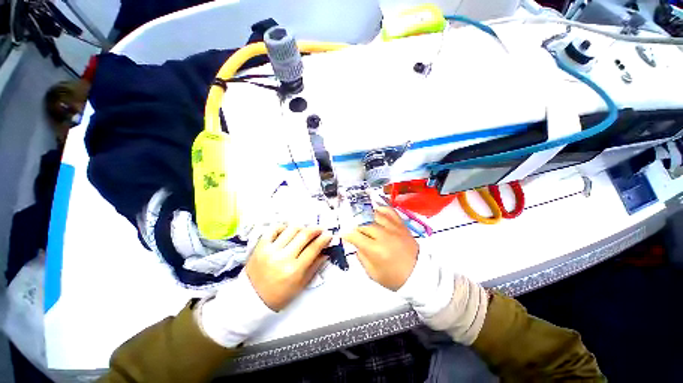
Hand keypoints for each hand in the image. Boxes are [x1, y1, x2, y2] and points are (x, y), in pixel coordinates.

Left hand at [246, 225, 331, 310]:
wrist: (251, 299)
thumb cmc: (279, 295)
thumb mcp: (300, 285)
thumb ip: (314, 267)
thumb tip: (325, 252)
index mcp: (294, 270)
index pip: (313, 248)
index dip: (323, 239)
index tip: (329, 234)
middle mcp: (283, 257)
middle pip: (304, 235)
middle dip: (315, 229)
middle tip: (320, 228)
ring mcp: (270, 250)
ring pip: (291, 229)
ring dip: (301, 227)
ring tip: (304, 231)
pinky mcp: (260, 246)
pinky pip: (274, 229)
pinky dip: (283, 227)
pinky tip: (288, 231)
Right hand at [343, 206, 418, 290]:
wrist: (420, 274)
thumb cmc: (395, 277)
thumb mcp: (373, 274)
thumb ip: (362, 257)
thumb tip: (356, 245)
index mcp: (375, 250)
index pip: (356, 236)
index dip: (347, 235)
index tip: (344, 235)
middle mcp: (383, 235)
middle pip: (364, 224)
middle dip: (356, 227)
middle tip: (354, 231)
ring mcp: (393, 228)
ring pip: (375, 215)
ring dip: (366, 217)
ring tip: (362, 221)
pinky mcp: (401, 225)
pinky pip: (390, 211)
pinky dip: (381, 209)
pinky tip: (376, 212)